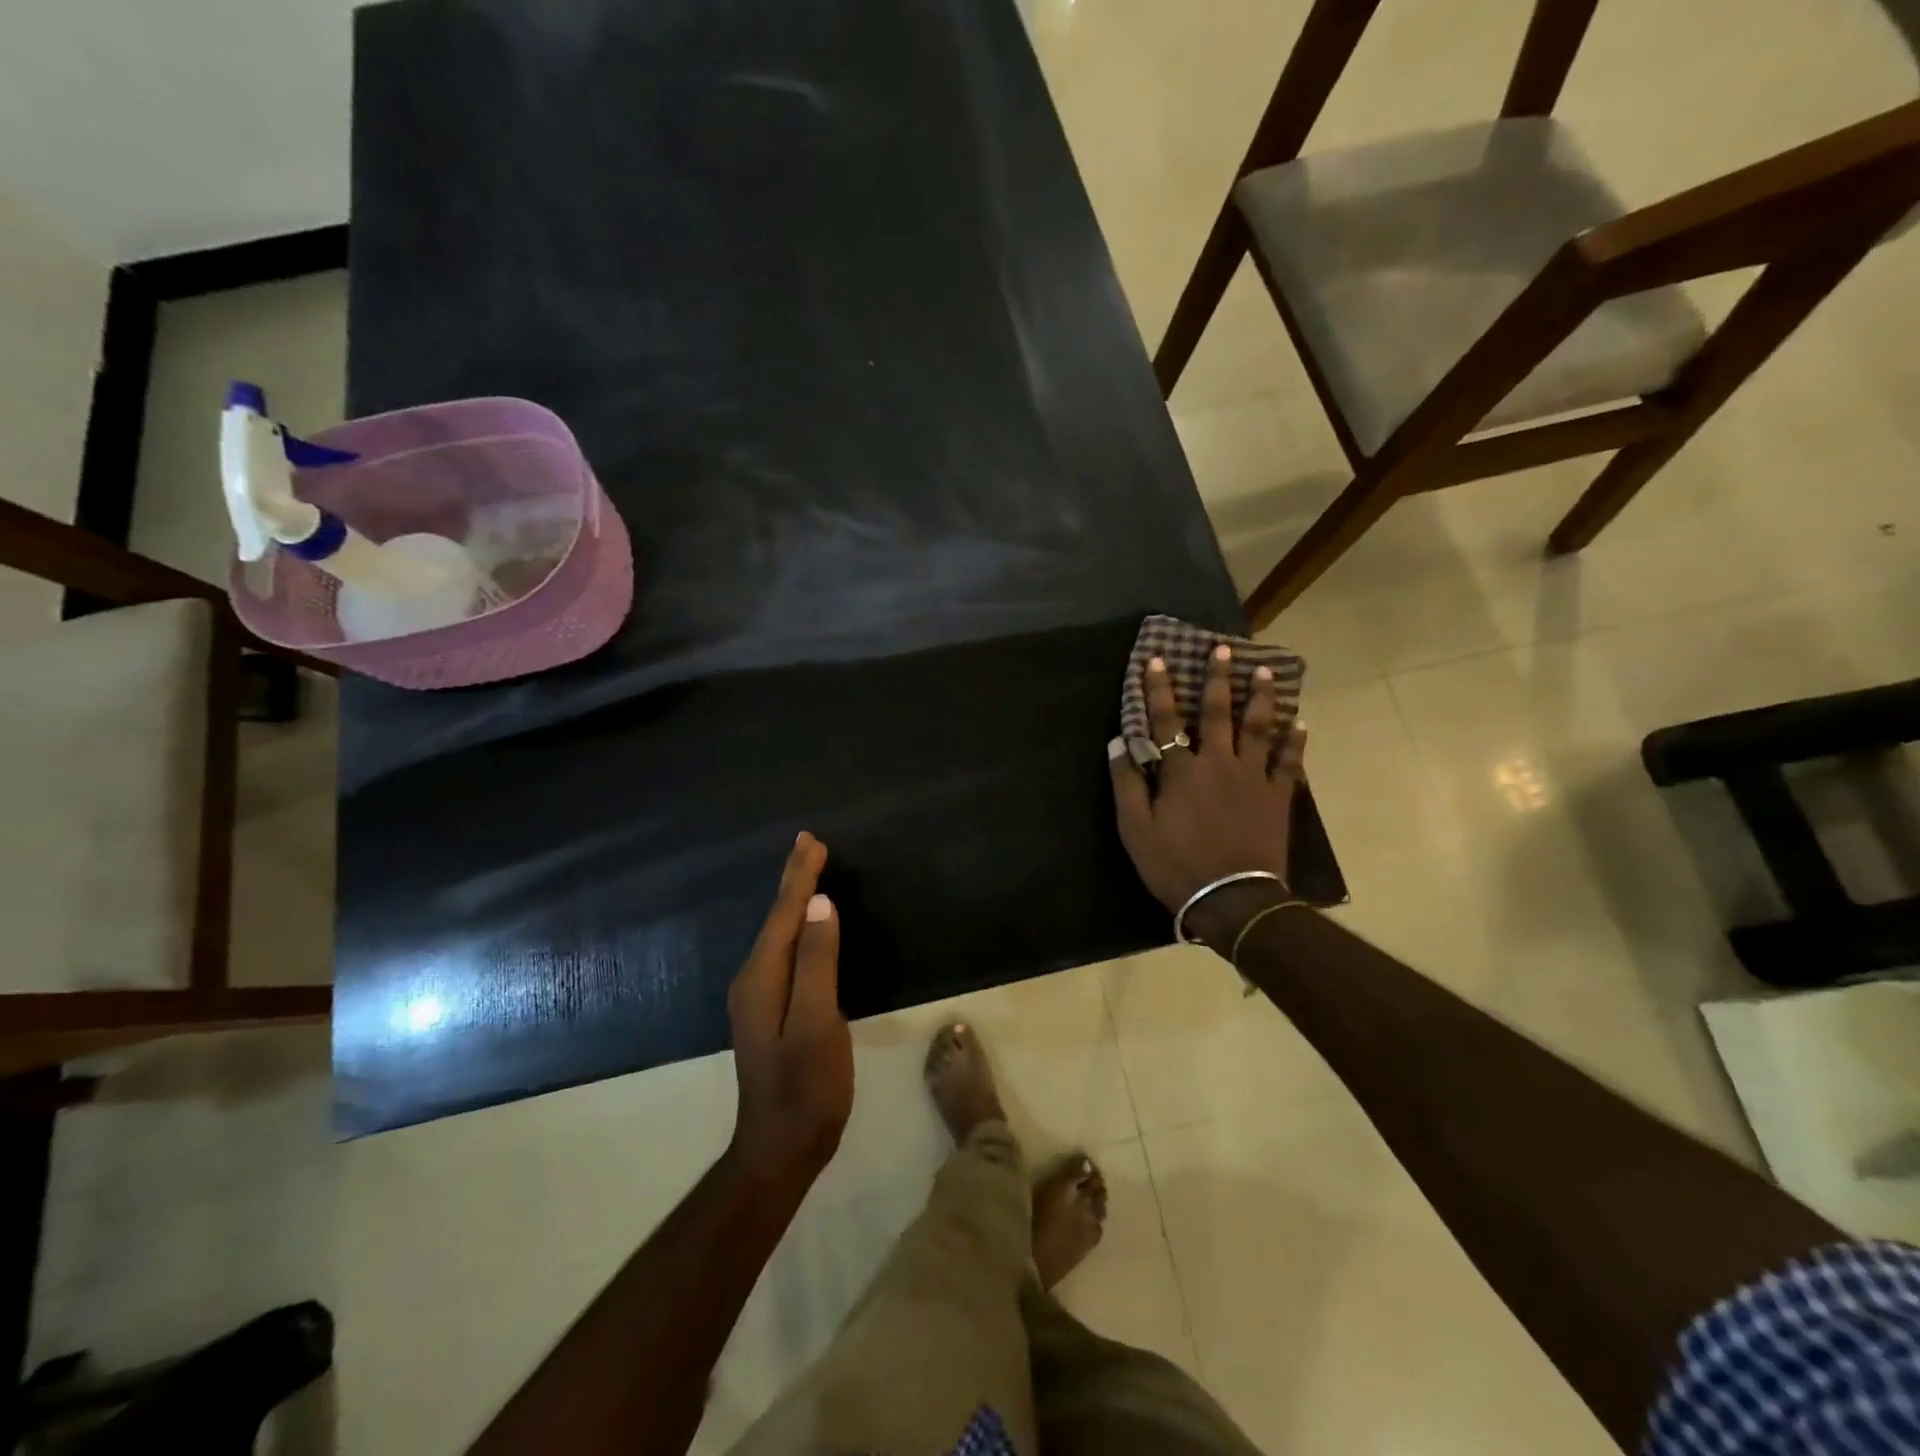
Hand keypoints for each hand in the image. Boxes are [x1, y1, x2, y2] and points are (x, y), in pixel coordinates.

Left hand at [726, 833, 852, 1186]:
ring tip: (808, 872)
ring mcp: (758, 997)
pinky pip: (783, 952)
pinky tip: (805, 926)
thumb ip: (817, 962)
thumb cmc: (807, 1087)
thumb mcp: (817, 1022)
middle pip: (775, 918)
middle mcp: (753, 980)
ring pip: (777, 934)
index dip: (799, 876)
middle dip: (793, 880)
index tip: (813, 841)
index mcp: (762, 977)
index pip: (784, 913)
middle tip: (809, 844)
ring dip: (793, 900)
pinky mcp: (769, 1010)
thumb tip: (819, 903)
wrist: (781, 1148)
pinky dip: (795, 927)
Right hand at [1109, 646, 1305, 942]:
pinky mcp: (1276, 797)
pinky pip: (1288, 763)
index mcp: (1181, 770)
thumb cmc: (1176, 864)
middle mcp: (1218, 763)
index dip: (1159, 688)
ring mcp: (1252, 778)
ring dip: (1261, 698)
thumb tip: (1117, 743)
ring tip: (1265, 672)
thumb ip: (1126, 784)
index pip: (1165, 720)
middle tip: (1223, 649)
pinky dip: (1294, 742)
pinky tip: (1300, 723)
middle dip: (1217, 679)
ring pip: (1258, 729)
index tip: (1157, 659)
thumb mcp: (1135, 829)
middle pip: (1218, 713)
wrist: (1231, 898)